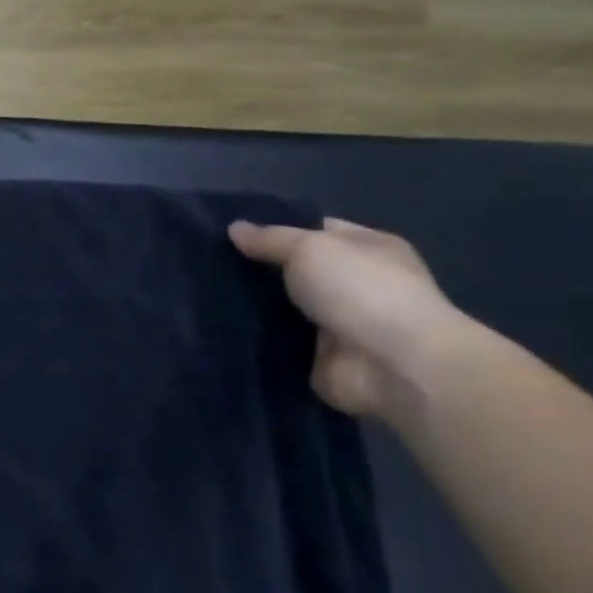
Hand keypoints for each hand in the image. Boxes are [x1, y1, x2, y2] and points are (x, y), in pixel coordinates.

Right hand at [229, 218, 466, 417]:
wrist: (391, 364)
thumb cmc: (360, 290)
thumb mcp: (310, 248)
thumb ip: (270, 239)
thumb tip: (234, 228)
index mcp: (367, 248)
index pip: (315, 230)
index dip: (275, 228)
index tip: (229, 231)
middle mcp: (354, 282)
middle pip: (294, 269)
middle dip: (255, 267)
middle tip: (207, 261)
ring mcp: (335, 321)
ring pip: (280, 305)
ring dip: (249, 303)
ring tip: (201, 291)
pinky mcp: (316, 354)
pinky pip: (275, 338)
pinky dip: (251, 334)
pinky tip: (215, 324)